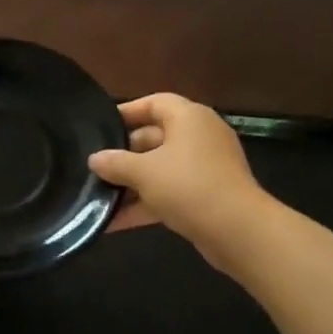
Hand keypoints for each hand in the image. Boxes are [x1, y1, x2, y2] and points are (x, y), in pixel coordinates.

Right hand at [90, 94, 269, 256]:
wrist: (237, 231)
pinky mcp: (206, 196)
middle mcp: (199, 137)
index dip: (126, 112)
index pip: (154, 103)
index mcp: (189, 118)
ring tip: (98, 196)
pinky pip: (169, 193)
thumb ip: (115, 163)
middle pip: (154, 138)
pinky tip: (114, 223)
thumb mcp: (144, 172)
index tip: (100, 127)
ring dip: (132, 184)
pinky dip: (145, 204)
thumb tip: (94, 159)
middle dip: (124, 155)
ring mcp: (205, 168)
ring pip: (160, 169)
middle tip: (95, 167)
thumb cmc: (188, 186)